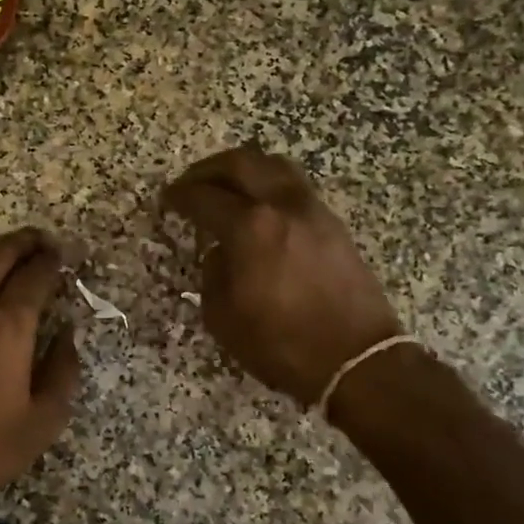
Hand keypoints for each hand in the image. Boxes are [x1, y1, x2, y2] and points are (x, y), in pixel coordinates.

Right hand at [162, 146, 400, 405]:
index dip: (180, 196)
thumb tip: (220, 251)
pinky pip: (293, 186)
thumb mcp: (223, 316)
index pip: (204, 197)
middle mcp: (282, 206)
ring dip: (243, 168)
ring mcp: (312, 210)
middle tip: (190, 182)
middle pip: (241, 163)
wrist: (355, 360)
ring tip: (226, 186)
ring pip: (274, 165)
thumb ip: (213, 272)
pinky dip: (268, 184)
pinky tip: (258, 206)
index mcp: (250, 227)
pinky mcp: (332, 223)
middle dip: (208, 169)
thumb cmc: (280, 343)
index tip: (167, 199)